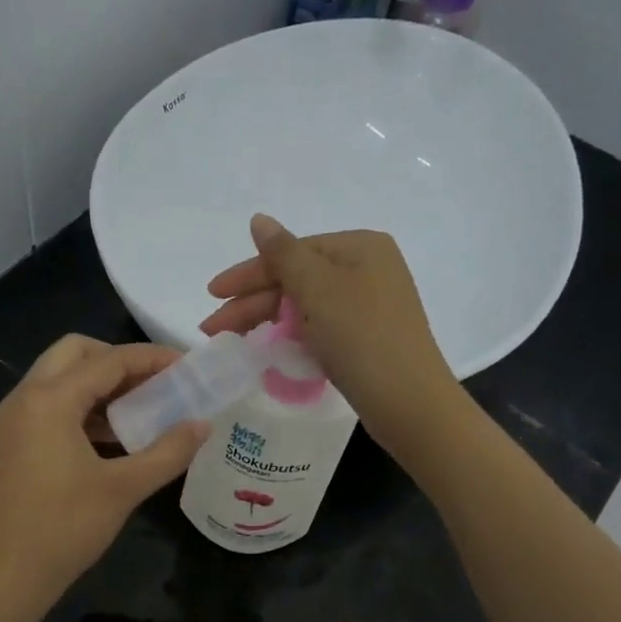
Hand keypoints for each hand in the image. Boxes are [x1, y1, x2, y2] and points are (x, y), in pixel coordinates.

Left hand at [0, 336, 209, 609]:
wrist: (2, 578)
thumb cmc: (63, 529)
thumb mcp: (123, 488)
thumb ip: (168, 451)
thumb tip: (203, 424)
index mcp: (49, 399)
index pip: (109, 360)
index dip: (152, 358)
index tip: (189, 366)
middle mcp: (26, 397)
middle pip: (76, 353)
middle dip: (120, 361)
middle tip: (158, 383)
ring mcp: (15, 420)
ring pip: (62, 379)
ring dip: (102, 385)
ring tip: (144, 409)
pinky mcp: (14, 443)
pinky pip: (53, 406)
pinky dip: (85, 408)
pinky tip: (115, 437)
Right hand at [201, 214, 460, 453]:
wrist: (408, 402)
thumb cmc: (360, 337)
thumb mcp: (317, 289)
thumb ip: (282, 254)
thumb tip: (259, 219)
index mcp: (359, 247)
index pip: (291, 252)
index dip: (248, 274)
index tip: (212, 294)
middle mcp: (368, 269)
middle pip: (296, 279)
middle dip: (252, 303)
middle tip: (212, 329)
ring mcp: (369, 305)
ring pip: (305, 305)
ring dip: (266, 320)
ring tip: (231, 341)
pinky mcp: (367, 337)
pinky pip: (319, 326)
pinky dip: (292, 334)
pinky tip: (268, 348)